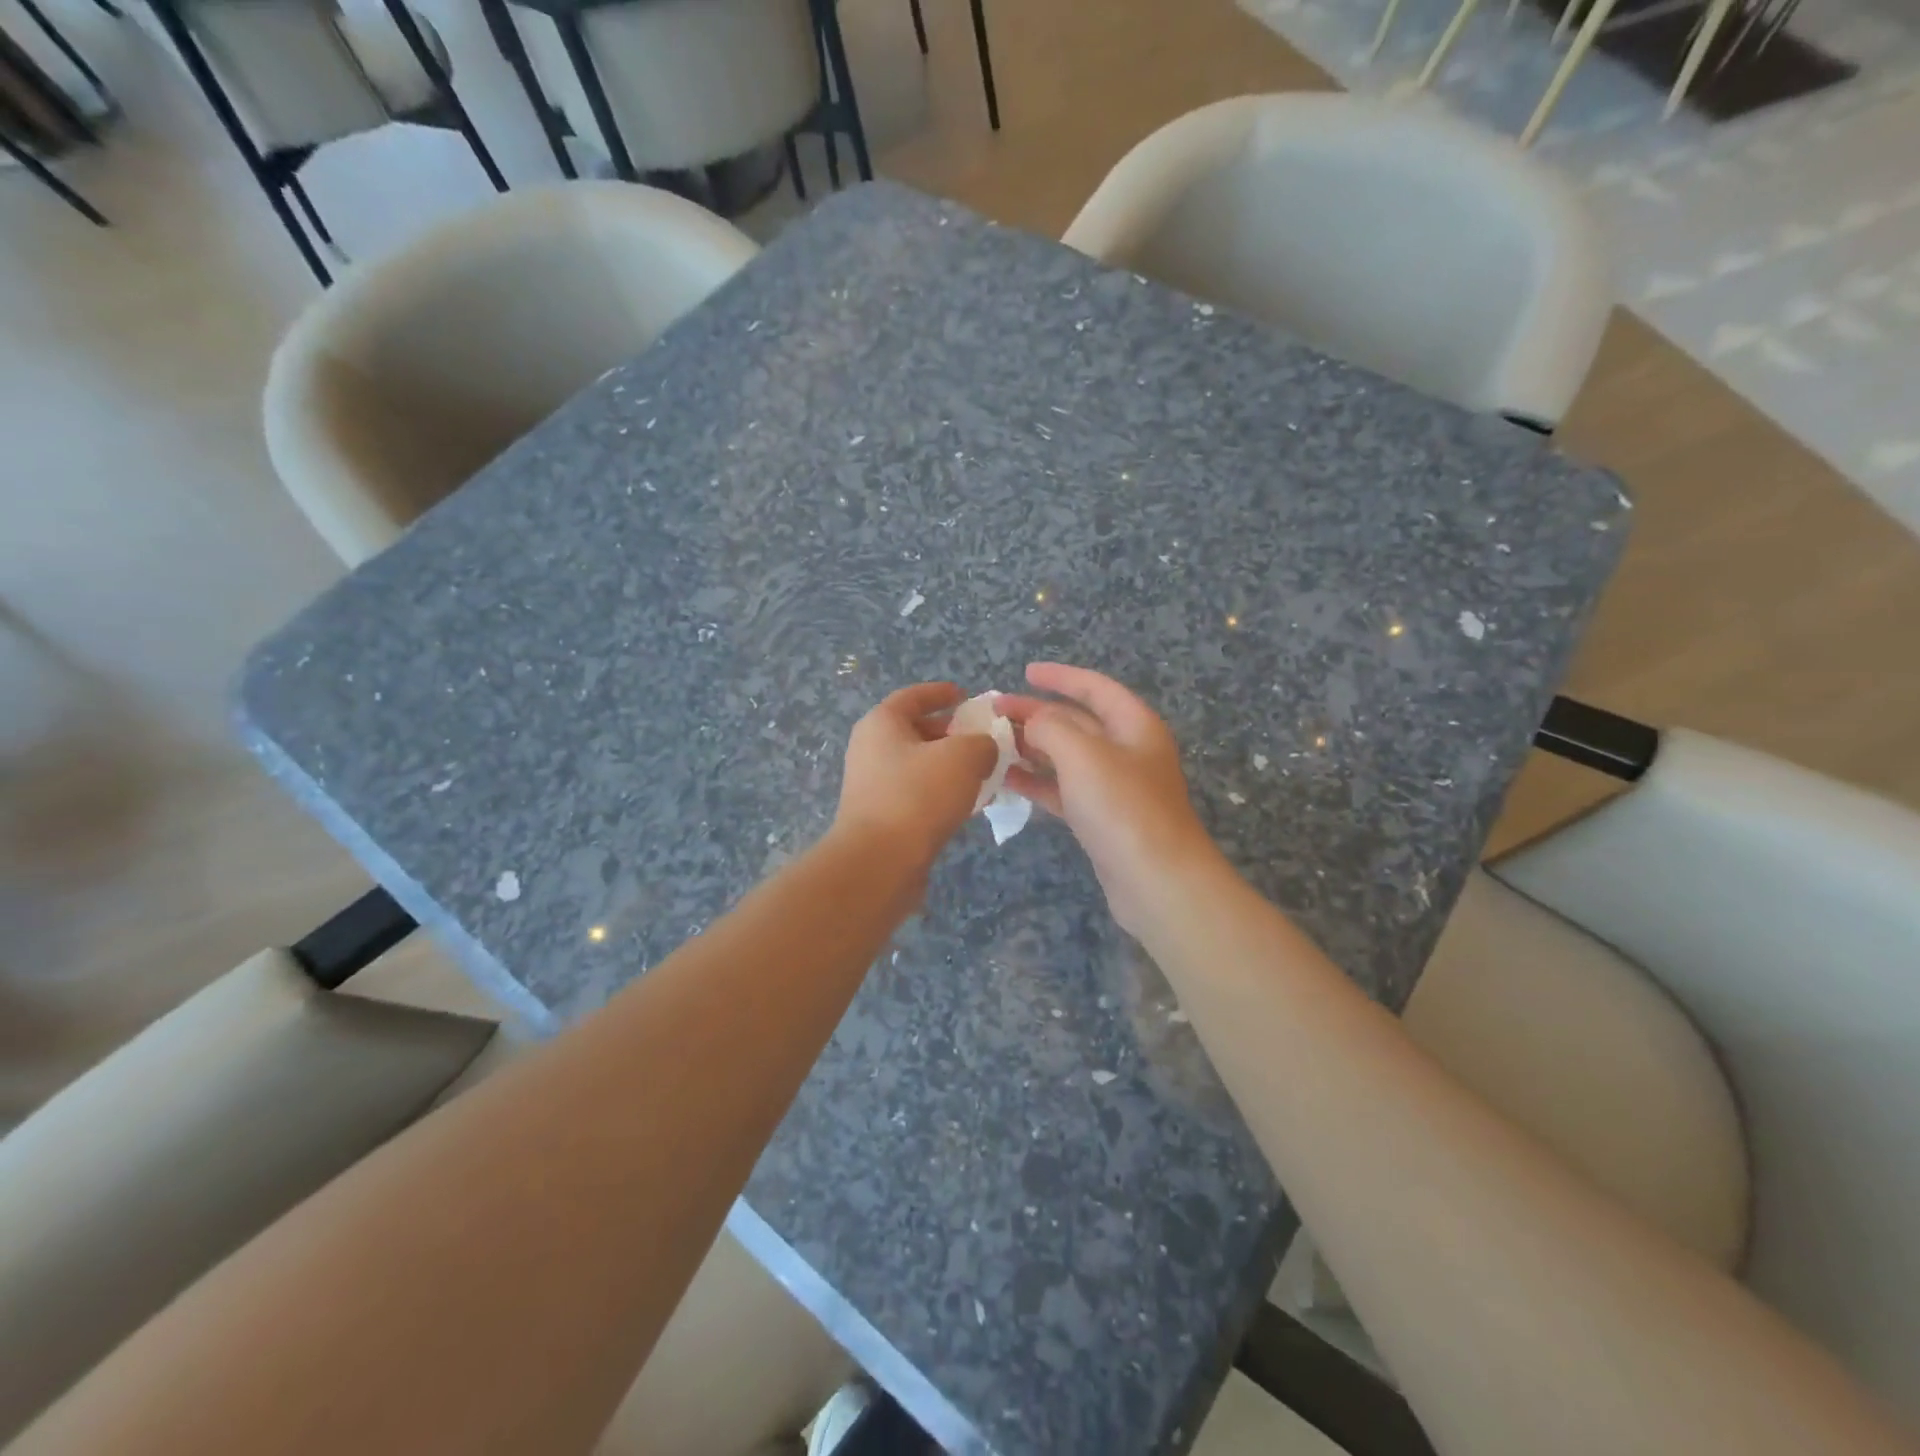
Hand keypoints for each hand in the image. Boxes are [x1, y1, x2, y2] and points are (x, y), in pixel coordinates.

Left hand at [834, 682, 999, 872]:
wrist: (879, 862)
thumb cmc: (918, 796)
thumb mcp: (963, 757)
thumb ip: (982, 743)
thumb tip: (983, 749)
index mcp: (882, 723)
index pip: (913, 696)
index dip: (941, 693)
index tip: (966, 696)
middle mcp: (870, 749)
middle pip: (915, 731)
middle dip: (950, 733)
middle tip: (982, 739)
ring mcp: (872, 785)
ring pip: (918, 765)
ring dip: (949, 767)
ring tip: (983, 773)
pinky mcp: (880, 817)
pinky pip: (916, 794)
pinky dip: (941, 793)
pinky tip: (967, 805)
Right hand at [999, 664, 1223, 937]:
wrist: (1156, 880)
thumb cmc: (1122, 806)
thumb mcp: (1083, 754)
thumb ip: (1051, 727)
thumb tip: (1033, 722)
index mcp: (1133, 725)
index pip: (1094, 688)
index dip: (1060, 677)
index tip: (1025, 672)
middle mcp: (1127, 751)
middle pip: (1077, 722)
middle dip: (1036, 713)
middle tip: (994, 711)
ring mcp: (1115, 788)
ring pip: (1067, 757)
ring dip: (1032, 748)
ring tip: (992, 744)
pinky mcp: (1101, 819)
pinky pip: (1064, 790)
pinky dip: (1037, 782)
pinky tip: (1006, 780)